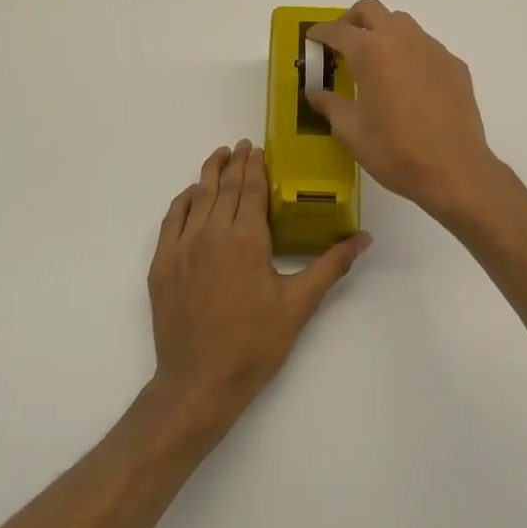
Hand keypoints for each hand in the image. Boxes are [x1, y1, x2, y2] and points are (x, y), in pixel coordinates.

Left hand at [147, 141, 369, 432]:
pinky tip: (190, 195)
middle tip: (241, 146)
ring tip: (218, 156)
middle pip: (224, 187)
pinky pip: (171, 220)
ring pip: (197, 198)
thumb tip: (364, 238)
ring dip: (209, 174)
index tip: (257, 148)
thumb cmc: (255, 343)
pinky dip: (183, 201)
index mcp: (247, 238)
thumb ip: (330, 265)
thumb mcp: (299, 304)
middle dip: (234, 163)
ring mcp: (182, 247)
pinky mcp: (162, 264)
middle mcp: (212, 233)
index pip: (250, 189)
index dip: (255, 166)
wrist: (199, 382)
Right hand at [307, 0, 503, 220]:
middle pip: (371, 10)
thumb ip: (330, 104)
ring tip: (375, 61)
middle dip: (352, 20)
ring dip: (383, 32)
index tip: (313, 38)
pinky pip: (426, 47)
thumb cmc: (394, 150)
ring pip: (402, 23)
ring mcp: (432, 49)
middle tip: (342, 42)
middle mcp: (402, 39)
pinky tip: (408, 83)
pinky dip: (409, 53)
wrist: (454, 170)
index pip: (338, 30)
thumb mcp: (351, 131)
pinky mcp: (454, 65)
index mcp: (371, 52)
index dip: (321, 33)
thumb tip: (315, 92)